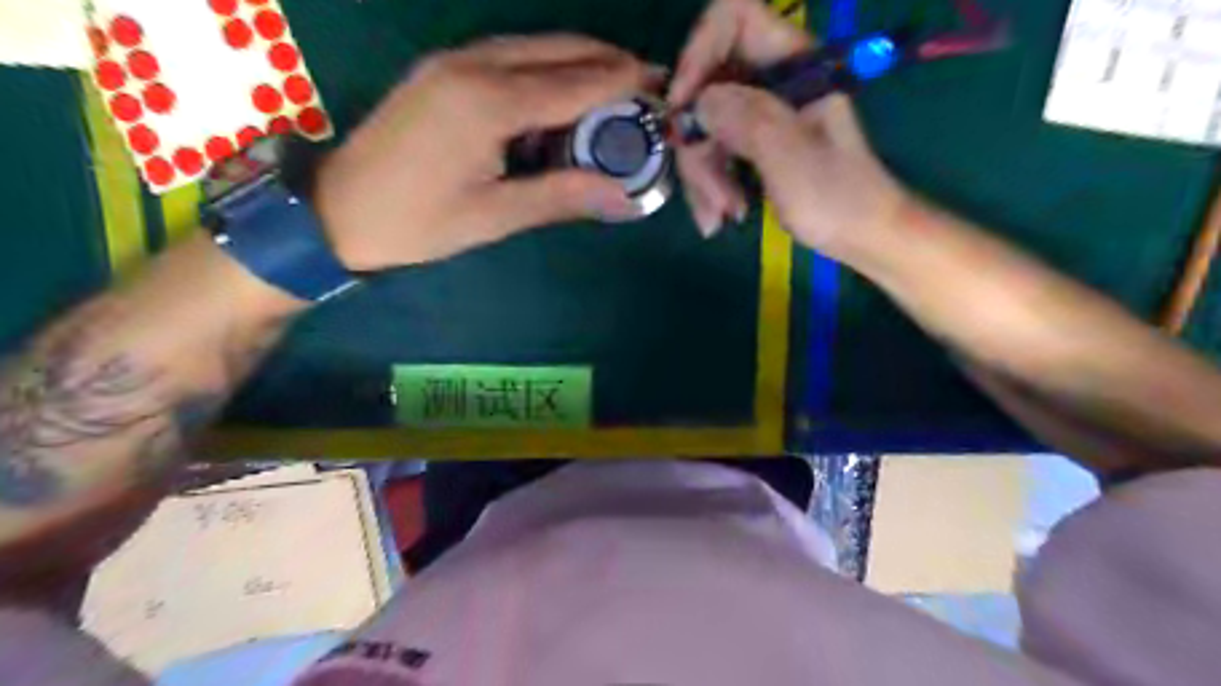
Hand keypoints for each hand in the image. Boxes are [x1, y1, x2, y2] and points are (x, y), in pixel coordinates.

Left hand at [315, 36, 648, 270]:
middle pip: (559, 50)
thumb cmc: (417, 222)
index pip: (576, 83)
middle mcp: (473, 64)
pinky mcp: (442, 70)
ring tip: (615, 92)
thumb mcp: (495, 217)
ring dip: (579, 63)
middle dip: (609, 63)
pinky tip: (560, 97)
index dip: (624, 85)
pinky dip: (545, 70)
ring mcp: (453, 61)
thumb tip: (624, 197)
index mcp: (488, 102)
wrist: (336, 210)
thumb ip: (562, 198)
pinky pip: (508, 56)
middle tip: (647, 88)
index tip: (663, 90)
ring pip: (534, 47)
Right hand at [666, 0, 903, 255]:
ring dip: (702, 176)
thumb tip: (699, 103)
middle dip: (698, 145)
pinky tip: (721, 217)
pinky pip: (714, 153)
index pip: (734, 18)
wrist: (862, 236)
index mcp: (793, 64)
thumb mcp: (792, 158)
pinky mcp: (753, 144)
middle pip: (707, 86)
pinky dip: (710, 186)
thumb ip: (749, 120)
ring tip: (718, 219)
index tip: (683, 106)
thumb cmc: (837, 198)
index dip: (700, 52)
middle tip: (710, 196)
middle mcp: (771, 81)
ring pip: (705, 127)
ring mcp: (761, 114)